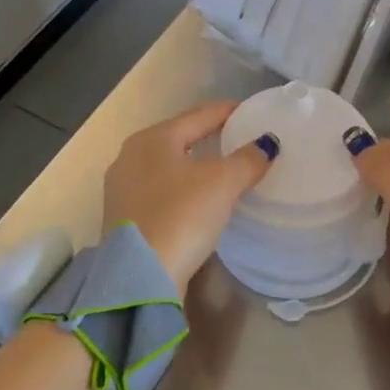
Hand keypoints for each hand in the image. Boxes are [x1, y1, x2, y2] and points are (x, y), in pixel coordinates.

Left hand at [103, 100, 276, 293]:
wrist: (139, 277)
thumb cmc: (181, 216)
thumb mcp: (223, 183)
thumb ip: (248, 159)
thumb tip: (268, 144)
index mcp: (153, 138)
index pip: (198, 115)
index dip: (227, 112)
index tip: (251, 112)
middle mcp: (130, 156)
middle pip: (179, 138)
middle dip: (209, 137)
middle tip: (239, 140)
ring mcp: (121, 189)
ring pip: (167, 166)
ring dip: (194, 165)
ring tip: (222, 171)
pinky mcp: (123, 218)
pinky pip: (159, 192)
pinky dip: (181, 189)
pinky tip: (197, 201)